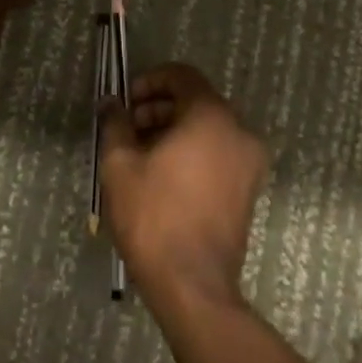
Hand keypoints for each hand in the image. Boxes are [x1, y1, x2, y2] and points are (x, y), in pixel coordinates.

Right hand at [99, 64, 268, 307]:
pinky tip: (164, 175)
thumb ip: (116, 123)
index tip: (126, 101)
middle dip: (159, 108)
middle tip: (128, 129)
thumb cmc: (153, 217)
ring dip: (175, 130)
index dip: (150, 81)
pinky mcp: (249, 188)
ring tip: (141, 154)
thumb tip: (111, 103)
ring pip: (208, 128)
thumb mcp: (120, 165)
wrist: (192, 286)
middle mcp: (239, 130)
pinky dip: (194, 151)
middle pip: (196, 101)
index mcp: (212, 115)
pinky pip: (219, 152)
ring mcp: (250, 161)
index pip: (183, 76)